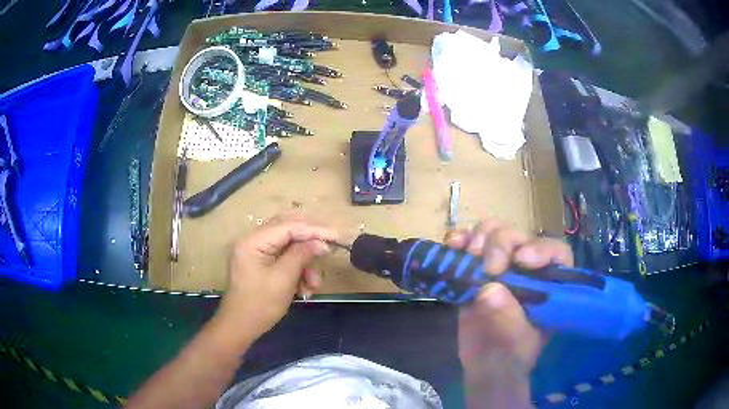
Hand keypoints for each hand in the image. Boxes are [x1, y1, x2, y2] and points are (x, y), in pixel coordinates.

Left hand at [214, 214, 337, 342]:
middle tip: (330, 245)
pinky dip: (297, 270)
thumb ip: (301, 255)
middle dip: (310, 240)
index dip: (314, 229)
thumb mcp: (284, 279)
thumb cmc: (260, 304)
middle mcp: (253, 240)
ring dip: (304, 262)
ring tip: (314, 283)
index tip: (336, 236)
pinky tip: (305, 288)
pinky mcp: (261, 263)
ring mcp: (257, 251)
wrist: (241, 327)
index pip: (288, 226)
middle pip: (287, 229)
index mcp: (253, 241)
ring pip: (288, 245)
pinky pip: (284, 258)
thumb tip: (321, 242)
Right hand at [446, 220, 572, 378]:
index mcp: (549, 285)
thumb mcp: (516, 342)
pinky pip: (468, 244)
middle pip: (519, 236)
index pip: (556, 253)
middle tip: (488, 267)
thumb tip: (488, 290)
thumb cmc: (511, 357)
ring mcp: (501, 268)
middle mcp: (528, 269)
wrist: (484, 366)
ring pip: (494, 232)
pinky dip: (459, 240)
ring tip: (469, 255)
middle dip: (501, 244)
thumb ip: (508, 317)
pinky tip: (452, 245)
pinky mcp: (476, 271)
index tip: (521, 259)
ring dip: (480, 237)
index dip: (541, 249)